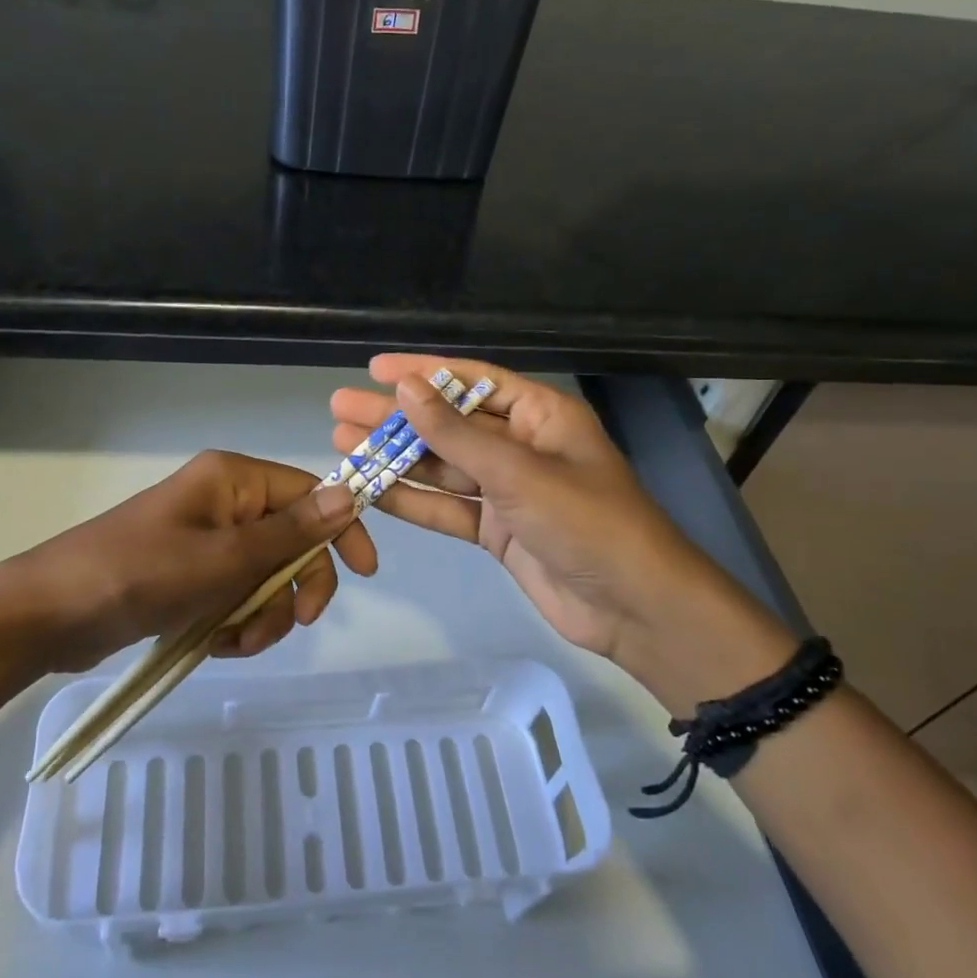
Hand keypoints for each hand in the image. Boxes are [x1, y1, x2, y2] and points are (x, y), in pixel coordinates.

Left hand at [0, 450, 376, 672]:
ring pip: (268, 577)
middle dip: (295, 587)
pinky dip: (237, 623)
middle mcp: (226, 503)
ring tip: (236, 641)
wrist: (50, 614)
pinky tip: (216, 643)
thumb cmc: (138, 573)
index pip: (310, 492)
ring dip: (265, 615)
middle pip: (293, 540)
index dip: (341, 529)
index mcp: (234, 479)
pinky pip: (238, 596)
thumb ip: (289, 533)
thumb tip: (350, 497)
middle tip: (293, 624)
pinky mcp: (193, 575)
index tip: (365, 573)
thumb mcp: (223, 558)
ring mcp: (208, 541)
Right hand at [330, 354, 746, 663]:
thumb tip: (406, 388)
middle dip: (396, 417)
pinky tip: (372, 490)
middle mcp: (523, 446)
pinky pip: (447, 508)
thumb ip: (457, 434)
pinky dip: (412, 501)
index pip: (473, 380)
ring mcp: (508, 491)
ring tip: (343, 445)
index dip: (423, 371)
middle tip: (341, 408)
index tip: (375, 368)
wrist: (635, 609)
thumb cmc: (587, 523)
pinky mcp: (498, 531)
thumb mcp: (518, 472)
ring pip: (442, 467)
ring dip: (396, 458)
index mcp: (541, 416)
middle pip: (449, 424)